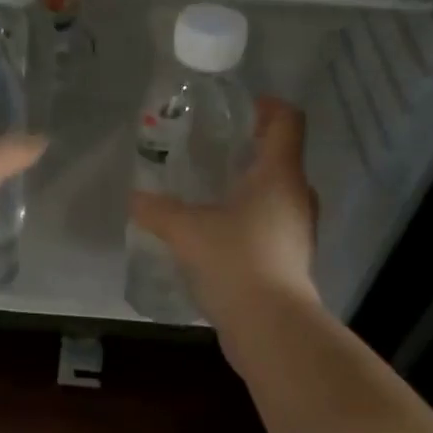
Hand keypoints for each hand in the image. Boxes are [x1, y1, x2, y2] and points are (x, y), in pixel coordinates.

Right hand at [130, 97, 318, 324]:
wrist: (270, 326)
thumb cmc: (235, 261)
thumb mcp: (187, 230)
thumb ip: (157, 210)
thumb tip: (133, 199)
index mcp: (280, 174)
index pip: (287, 120)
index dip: (266, 106)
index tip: (238, 108)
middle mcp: (297, 196)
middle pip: (281, 156)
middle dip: (249, 149)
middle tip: (212, 150)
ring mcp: (298, 230)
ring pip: (275, 195)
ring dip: (248, 188)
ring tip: (210, 193)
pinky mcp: (291, 260)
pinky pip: (270, 225)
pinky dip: (248, 221)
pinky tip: (216, 235)